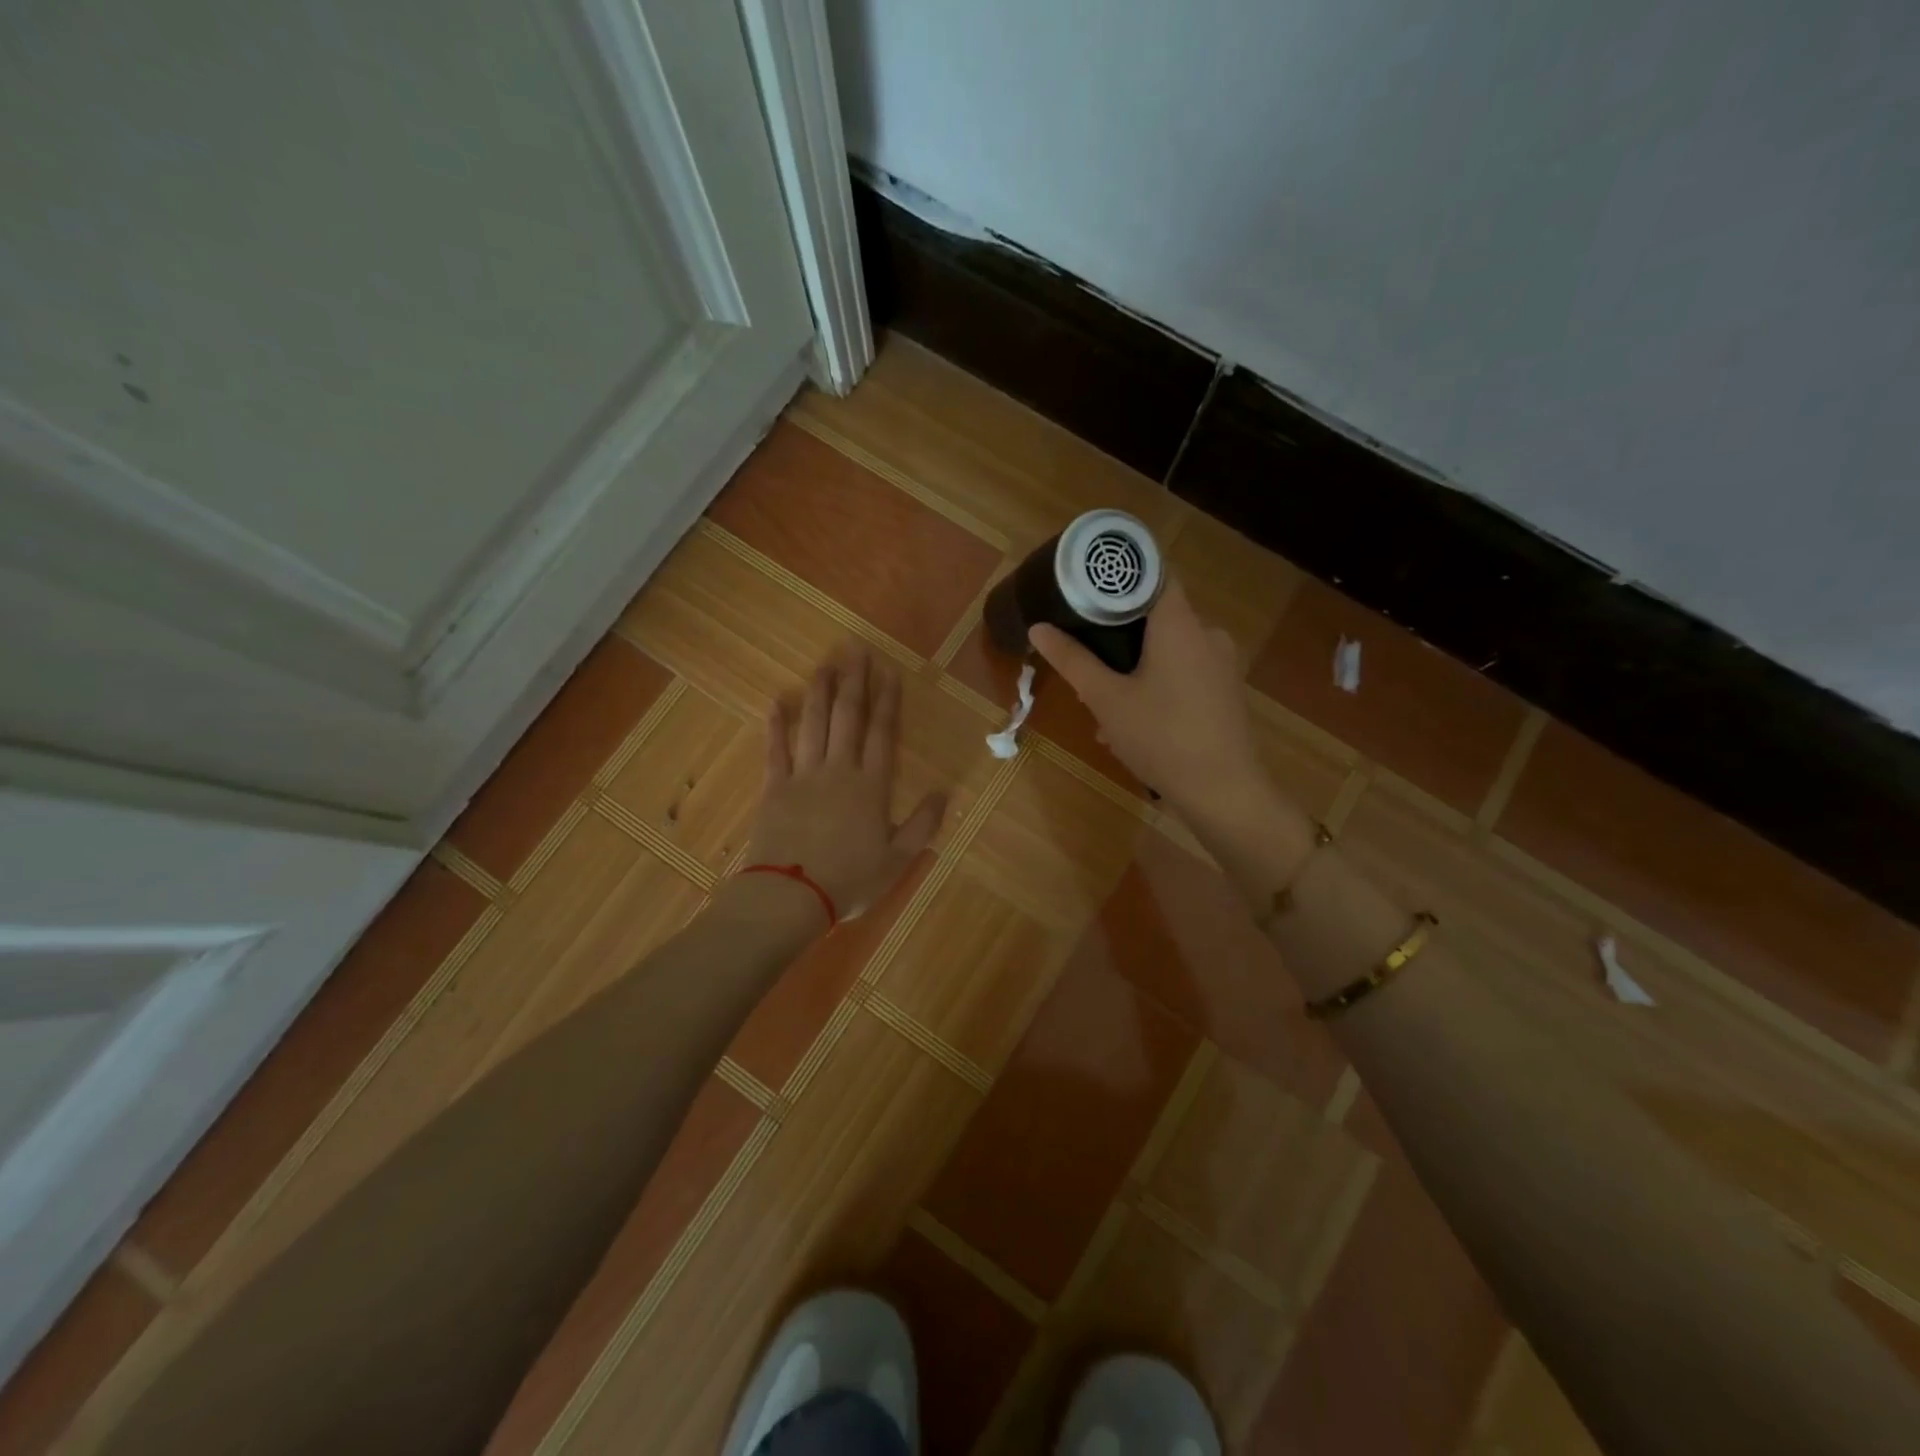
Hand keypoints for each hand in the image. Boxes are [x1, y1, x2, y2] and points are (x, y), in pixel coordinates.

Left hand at [745, 645, 946, 924]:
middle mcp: (838, 771)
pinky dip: (776, 724)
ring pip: (813, 724)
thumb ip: (922, 824)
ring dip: (820, 692)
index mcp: (871, 786)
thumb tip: (944, 792)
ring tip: (825, 663)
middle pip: (848, 718)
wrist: (791, 896)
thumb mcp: (898, 860)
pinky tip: (778, 700)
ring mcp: (803, 776)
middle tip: (856, 649)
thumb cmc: (849, 880)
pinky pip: (775, 749)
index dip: (887, 700)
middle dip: (854, 682)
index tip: (888, 671)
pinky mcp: (774, 788)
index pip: (882, 733)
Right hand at [1029, 577, 1271, 822]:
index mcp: (1180, 624)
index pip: (1152, 574)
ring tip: (1103, 706)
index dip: (1119, 577)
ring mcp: (1221, 664)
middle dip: (1118, 637)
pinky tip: (1132, 724)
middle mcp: (1207, 634)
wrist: (1224, 793)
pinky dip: (1156, 687)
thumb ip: (1072, 660)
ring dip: (1134, 670)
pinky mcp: (1225, 691)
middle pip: (1156, 616)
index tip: (1086, 589)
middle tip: (1086, 660)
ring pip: (1167, 651)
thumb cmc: (1162, 737)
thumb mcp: (1107, 699)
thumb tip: (1038, 628)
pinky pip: (1183, 674)